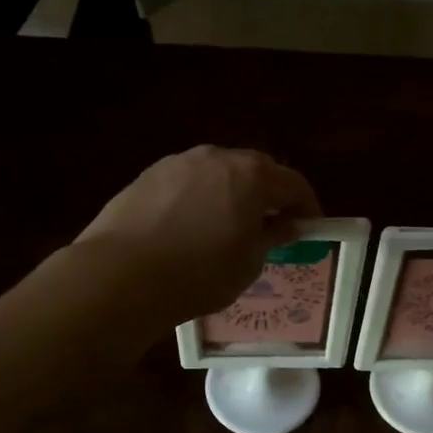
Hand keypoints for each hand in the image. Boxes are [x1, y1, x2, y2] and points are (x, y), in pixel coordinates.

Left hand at [75, 146, 321, 325]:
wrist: (121, 274)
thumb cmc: (199, 273)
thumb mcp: (248, 263)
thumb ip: (272, 236)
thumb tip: (287, 224)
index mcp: (252, 176)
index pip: (294, 183)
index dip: (307, 206)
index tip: (310, 227)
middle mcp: (217, 158)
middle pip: (257, 168)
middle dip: (271, 193)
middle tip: (273, 223)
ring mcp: (179, 162)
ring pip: (219, 171)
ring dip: (233, 191)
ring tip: (230, 224)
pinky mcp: (149, 175)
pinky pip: (189, 181)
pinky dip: (201, 196)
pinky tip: (192, 225)